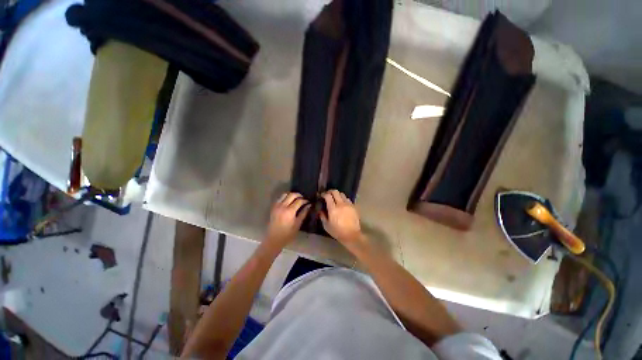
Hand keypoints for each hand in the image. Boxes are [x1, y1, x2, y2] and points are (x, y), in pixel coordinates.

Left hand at [266, 192, 310, 247]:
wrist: (274, 239)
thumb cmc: (288, 234)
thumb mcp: (297, 224)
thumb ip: (303, 213)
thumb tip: (309, 205)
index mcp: (290, 211)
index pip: (299, 201)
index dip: (305, 200)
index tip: (308, 202)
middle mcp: (283, 206)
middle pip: (292, 195)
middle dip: (299, 195)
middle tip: (303, 198)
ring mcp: (277, 206)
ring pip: (285, 194)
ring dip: (291, 195)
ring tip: (296, 199)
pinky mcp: (273, 207)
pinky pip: (280, 198)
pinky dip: (285, 197)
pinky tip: (289, 202)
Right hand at [320, 190, 363, 246]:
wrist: (351, 235)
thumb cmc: (337, 231)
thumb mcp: (326, 225)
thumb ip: (322, 216)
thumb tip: (320, 209)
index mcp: (333, 209)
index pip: (328, 196)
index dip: (324, 194)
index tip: (322, 196)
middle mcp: (341, 204)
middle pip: (335, 192)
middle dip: (330, 192)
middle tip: (328, 195)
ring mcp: (348, 204)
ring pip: (342, 194)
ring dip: (337, 195)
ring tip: (335, 199)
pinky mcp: (353, 206)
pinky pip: (348, 199)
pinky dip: (343, 199)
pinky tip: (342, 204)